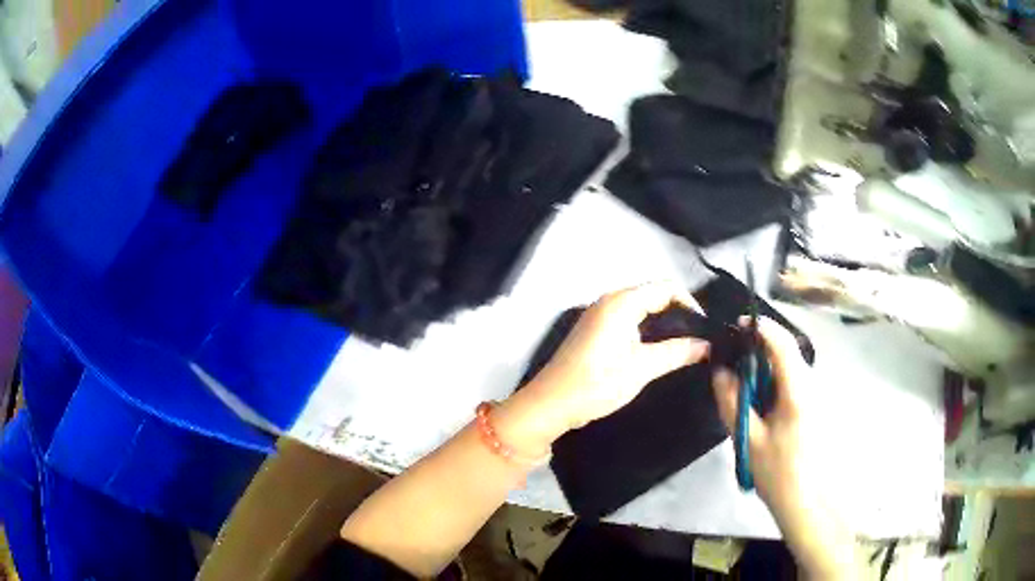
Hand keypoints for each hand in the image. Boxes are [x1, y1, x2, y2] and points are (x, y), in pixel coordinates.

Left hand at [527, 282, 709, 431]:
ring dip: (662, 322)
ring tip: (684, 344)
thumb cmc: (598, 383)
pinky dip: (646, 328)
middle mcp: (609, 301)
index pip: (666, 288)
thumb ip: (677, 352)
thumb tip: (706, 345)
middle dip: (678, 312)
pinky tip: (657, 348)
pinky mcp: (594, 330)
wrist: (551, 404)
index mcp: (621, 302)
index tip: (705, 328)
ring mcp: (599, 315)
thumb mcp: (643, 368)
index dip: (689, 304)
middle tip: (698, 338)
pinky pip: (627, 319)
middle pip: (653, 295)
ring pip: (640, 308)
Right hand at [712, 316, 813, 507]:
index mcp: (798, 391)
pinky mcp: (814, 406)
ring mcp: (816, 395)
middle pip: (786, 352)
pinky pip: (793, 381)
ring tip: (744, 387)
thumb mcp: (748, 439)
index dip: (761, 328)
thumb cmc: (778, 471)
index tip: (737, 326)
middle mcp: (812, 385)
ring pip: (790, 367)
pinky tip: (761, 404)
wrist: (806, 499)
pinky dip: (774, 382)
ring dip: (766, 368)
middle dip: (759, 350)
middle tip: (733, 364)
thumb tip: (720, 372)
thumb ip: (732, 402)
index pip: (782, 344)